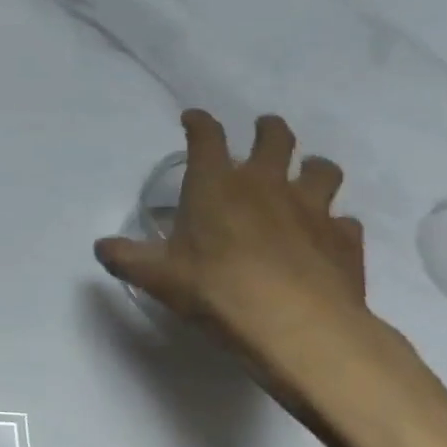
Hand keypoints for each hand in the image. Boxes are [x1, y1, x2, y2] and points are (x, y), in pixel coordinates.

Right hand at [94, 111, 444, 444]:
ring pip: (322, 170)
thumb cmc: (217, 289)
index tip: (193, 119)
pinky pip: (345, 221)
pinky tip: (327, 237)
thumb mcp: (158, 276)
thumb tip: (100, 248)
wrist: (298, 327)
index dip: (199, 122)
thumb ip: (127, 258)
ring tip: (306, 177)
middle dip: (268, 129)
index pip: (206, 135)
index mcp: (216, 183)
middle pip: (275, 136)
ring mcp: (311, 208)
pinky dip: (335, 224)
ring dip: (313, 168)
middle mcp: (266, 183)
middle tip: (263, 132)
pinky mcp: (344, 240)